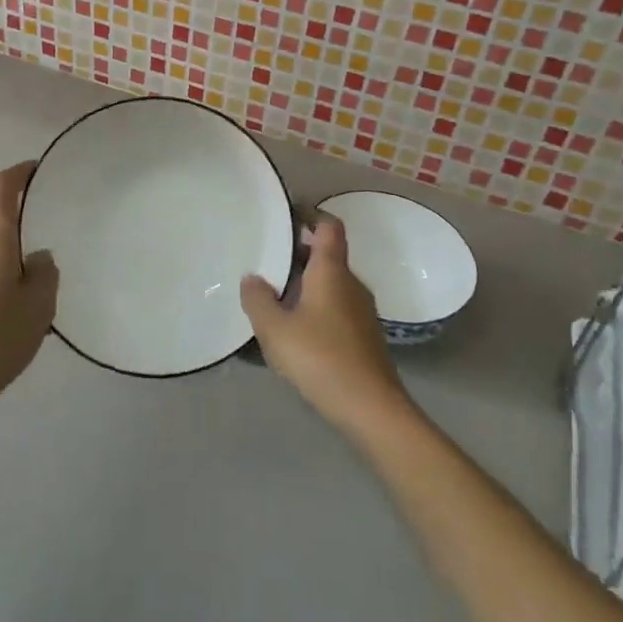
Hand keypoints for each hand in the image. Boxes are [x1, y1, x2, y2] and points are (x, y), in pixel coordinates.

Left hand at [0, 162, 59, 426]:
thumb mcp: (39, 306)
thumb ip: (45, 272)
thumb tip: (35, 258)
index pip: (2, 187)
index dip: (20, 173)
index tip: (37, 171)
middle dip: (22, 240)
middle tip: (47, 272)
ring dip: (6, 267)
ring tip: (28, 303)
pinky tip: (3, 321)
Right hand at [241, 216, 413, 438]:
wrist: (371, 407)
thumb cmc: (320, 357)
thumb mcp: (276, 329)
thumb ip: (258, 299)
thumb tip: (252, 277)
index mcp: (331, 271)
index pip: (328, 227)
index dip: (310, 215)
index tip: (288, 214)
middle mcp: (351, 283)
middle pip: (328, 255)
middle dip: (299, 253)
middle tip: (268, 259)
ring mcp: (362, 311)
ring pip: (331, 283)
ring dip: (306, 283)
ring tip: (275, 295)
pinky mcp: (364, 336)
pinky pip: (336, 307)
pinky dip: (316, 306)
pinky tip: (296, 329)